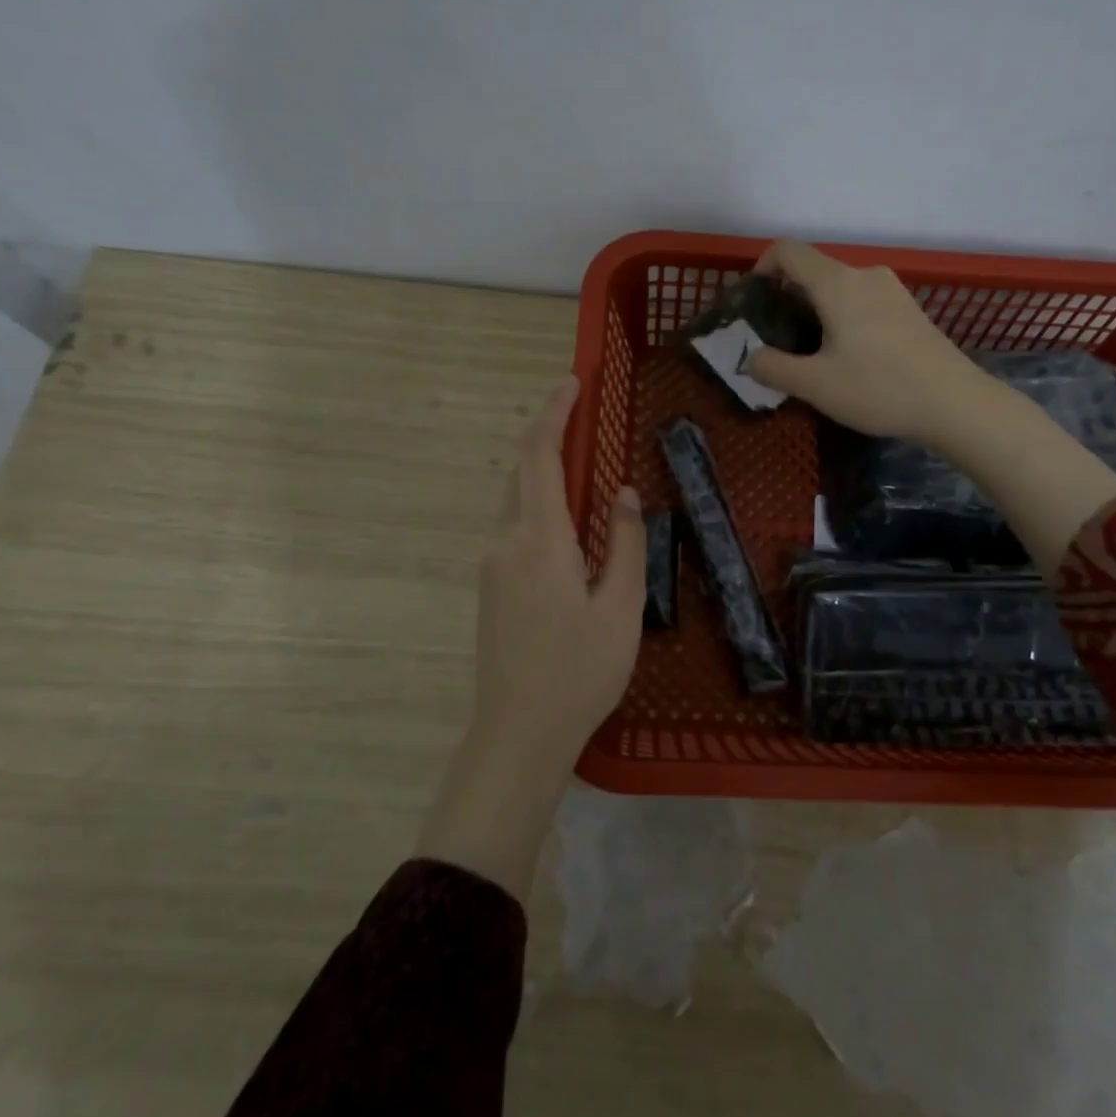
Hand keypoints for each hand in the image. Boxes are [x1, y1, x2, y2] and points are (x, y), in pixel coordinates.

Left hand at [473, 375, 645, 764]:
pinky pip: (515, 527)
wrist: (518, 733)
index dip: (554, 414)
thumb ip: (624, 543)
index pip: (539, 456)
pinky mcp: (492, 586)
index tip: (572, 383)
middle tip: (584, 417)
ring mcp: (492, 565)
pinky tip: (568, 522)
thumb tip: (622, 492)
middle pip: (522, 471)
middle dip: (549, 435)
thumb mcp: (620, 607)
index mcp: (538, 539)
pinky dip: (540, 504)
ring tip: (584, 465)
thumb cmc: (579, 671)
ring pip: (516, 500)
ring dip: (544, 472)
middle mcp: (505, 542)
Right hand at [744, 241, 1115, 576]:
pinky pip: (862, 301)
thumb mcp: (815, 385)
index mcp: (837, 284)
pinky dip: (842, 317)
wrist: (956, 403)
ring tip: (811, 353)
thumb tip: (750, 358)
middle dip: (787, 298)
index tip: (753, 303)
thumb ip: (773, 368)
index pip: (788, 251)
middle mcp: (865, 275)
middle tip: (777, 340)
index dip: (761, 268)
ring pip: (839, 288)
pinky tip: (848, 357)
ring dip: (815, 311)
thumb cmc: (879, 389)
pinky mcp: (909, 309)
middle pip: (813, 270)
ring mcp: (892, 290)